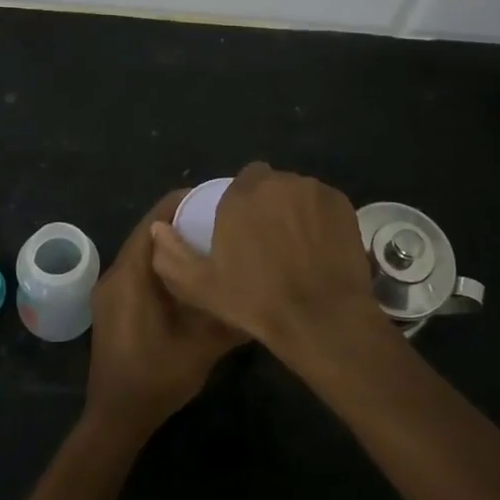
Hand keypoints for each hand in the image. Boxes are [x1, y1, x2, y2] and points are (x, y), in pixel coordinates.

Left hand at [86, 190, 245, 437]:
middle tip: (220, 220)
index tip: (216, 198)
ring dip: (172, 244)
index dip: (183, 203)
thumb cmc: (156, 378)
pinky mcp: (112, 306)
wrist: (116, 419)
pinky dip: (162, 265)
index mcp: (130, 275)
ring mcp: (110, 291)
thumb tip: (262, 290)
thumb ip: (230, 315)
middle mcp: (115, 275)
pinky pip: (139, 271)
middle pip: (148, 233)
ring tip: (210, 242)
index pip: (155, 220)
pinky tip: (190, 276)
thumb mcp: (202, 347)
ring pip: (143, 252)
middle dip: (182, 221)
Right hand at [149, 162, 382, 355]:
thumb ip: (172, 255)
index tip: (245, 227)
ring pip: (299, 191)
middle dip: (270, 202)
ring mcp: (313, 191)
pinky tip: (320, 245)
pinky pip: (324, 202)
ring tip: (298, 243)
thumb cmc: (257, 302)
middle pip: (272, 183)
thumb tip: (158, 228)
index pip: (243, 180)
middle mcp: (278, 183)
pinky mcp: (341, 203)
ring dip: (295, 208)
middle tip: (271, 238)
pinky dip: (320, 217)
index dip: (244, 201)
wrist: (321, 318)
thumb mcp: (202, 287)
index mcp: (241, 196)